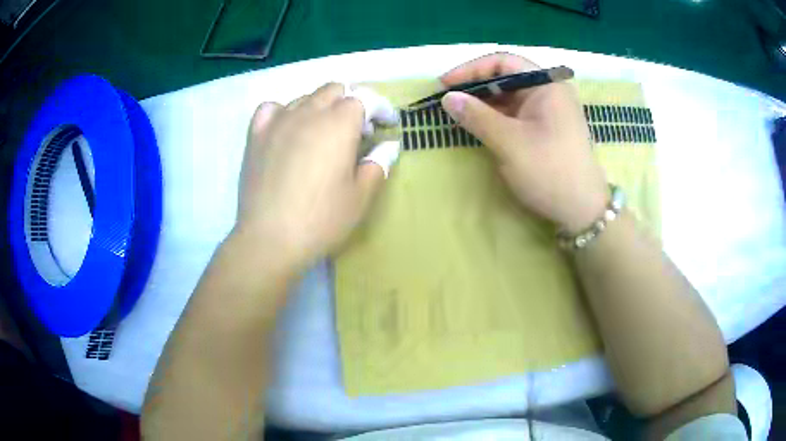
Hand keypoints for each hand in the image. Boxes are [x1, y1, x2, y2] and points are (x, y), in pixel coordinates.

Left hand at [234, 83, 399, 268]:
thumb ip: (379, 164)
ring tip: (324, 134)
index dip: (380, 108)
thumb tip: (388, 145)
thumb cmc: (321, 220)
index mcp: (338, 124)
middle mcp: (308, 113)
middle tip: (358, 131)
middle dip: (352, 102)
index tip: (387, 125)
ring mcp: (278, 122)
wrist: (269, 240)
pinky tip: (288, 129)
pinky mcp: (256, 136)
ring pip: (305, 97)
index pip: (364, 98)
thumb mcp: (361, 196)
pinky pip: (272, 109)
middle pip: (334, 90)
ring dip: (321, 107)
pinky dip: (285, 111)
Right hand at [440, 53, 608, 232]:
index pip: (502, 62)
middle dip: (476, 87)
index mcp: (546, 85)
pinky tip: (479, 126)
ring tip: (459, 115)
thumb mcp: (509, 143)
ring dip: (484, 103)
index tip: (445, 85)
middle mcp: (549, 92)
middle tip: (449, 102)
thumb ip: (476, 116)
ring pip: (510, 97)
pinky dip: (496, 117)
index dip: (470, 69)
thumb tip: (447, 97)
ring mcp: (549, 111)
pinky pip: (516, 114)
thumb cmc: (549, 171)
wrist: (582, 210)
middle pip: (506, 77)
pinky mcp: (546, 129)